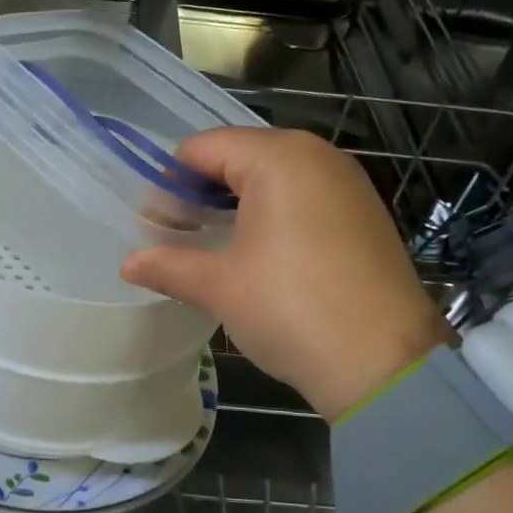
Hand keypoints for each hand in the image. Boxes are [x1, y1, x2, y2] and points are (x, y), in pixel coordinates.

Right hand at [123, 128, 448, 420]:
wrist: (385, 364)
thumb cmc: (291, 309)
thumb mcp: (219, 286)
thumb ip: (168, 265)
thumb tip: (128, 264)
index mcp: (279, 157)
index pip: (203, 148)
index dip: (169, 183)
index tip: (154, 225)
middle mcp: (317, 155)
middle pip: (238, 157)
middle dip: (201, 192)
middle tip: (179, 236)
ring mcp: (347, 183)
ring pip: (273, 177)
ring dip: (236, 203)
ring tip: (213, 245)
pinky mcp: (364, 213)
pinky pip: (304, 196)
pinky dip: (273, 214)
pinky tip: (259, 254)